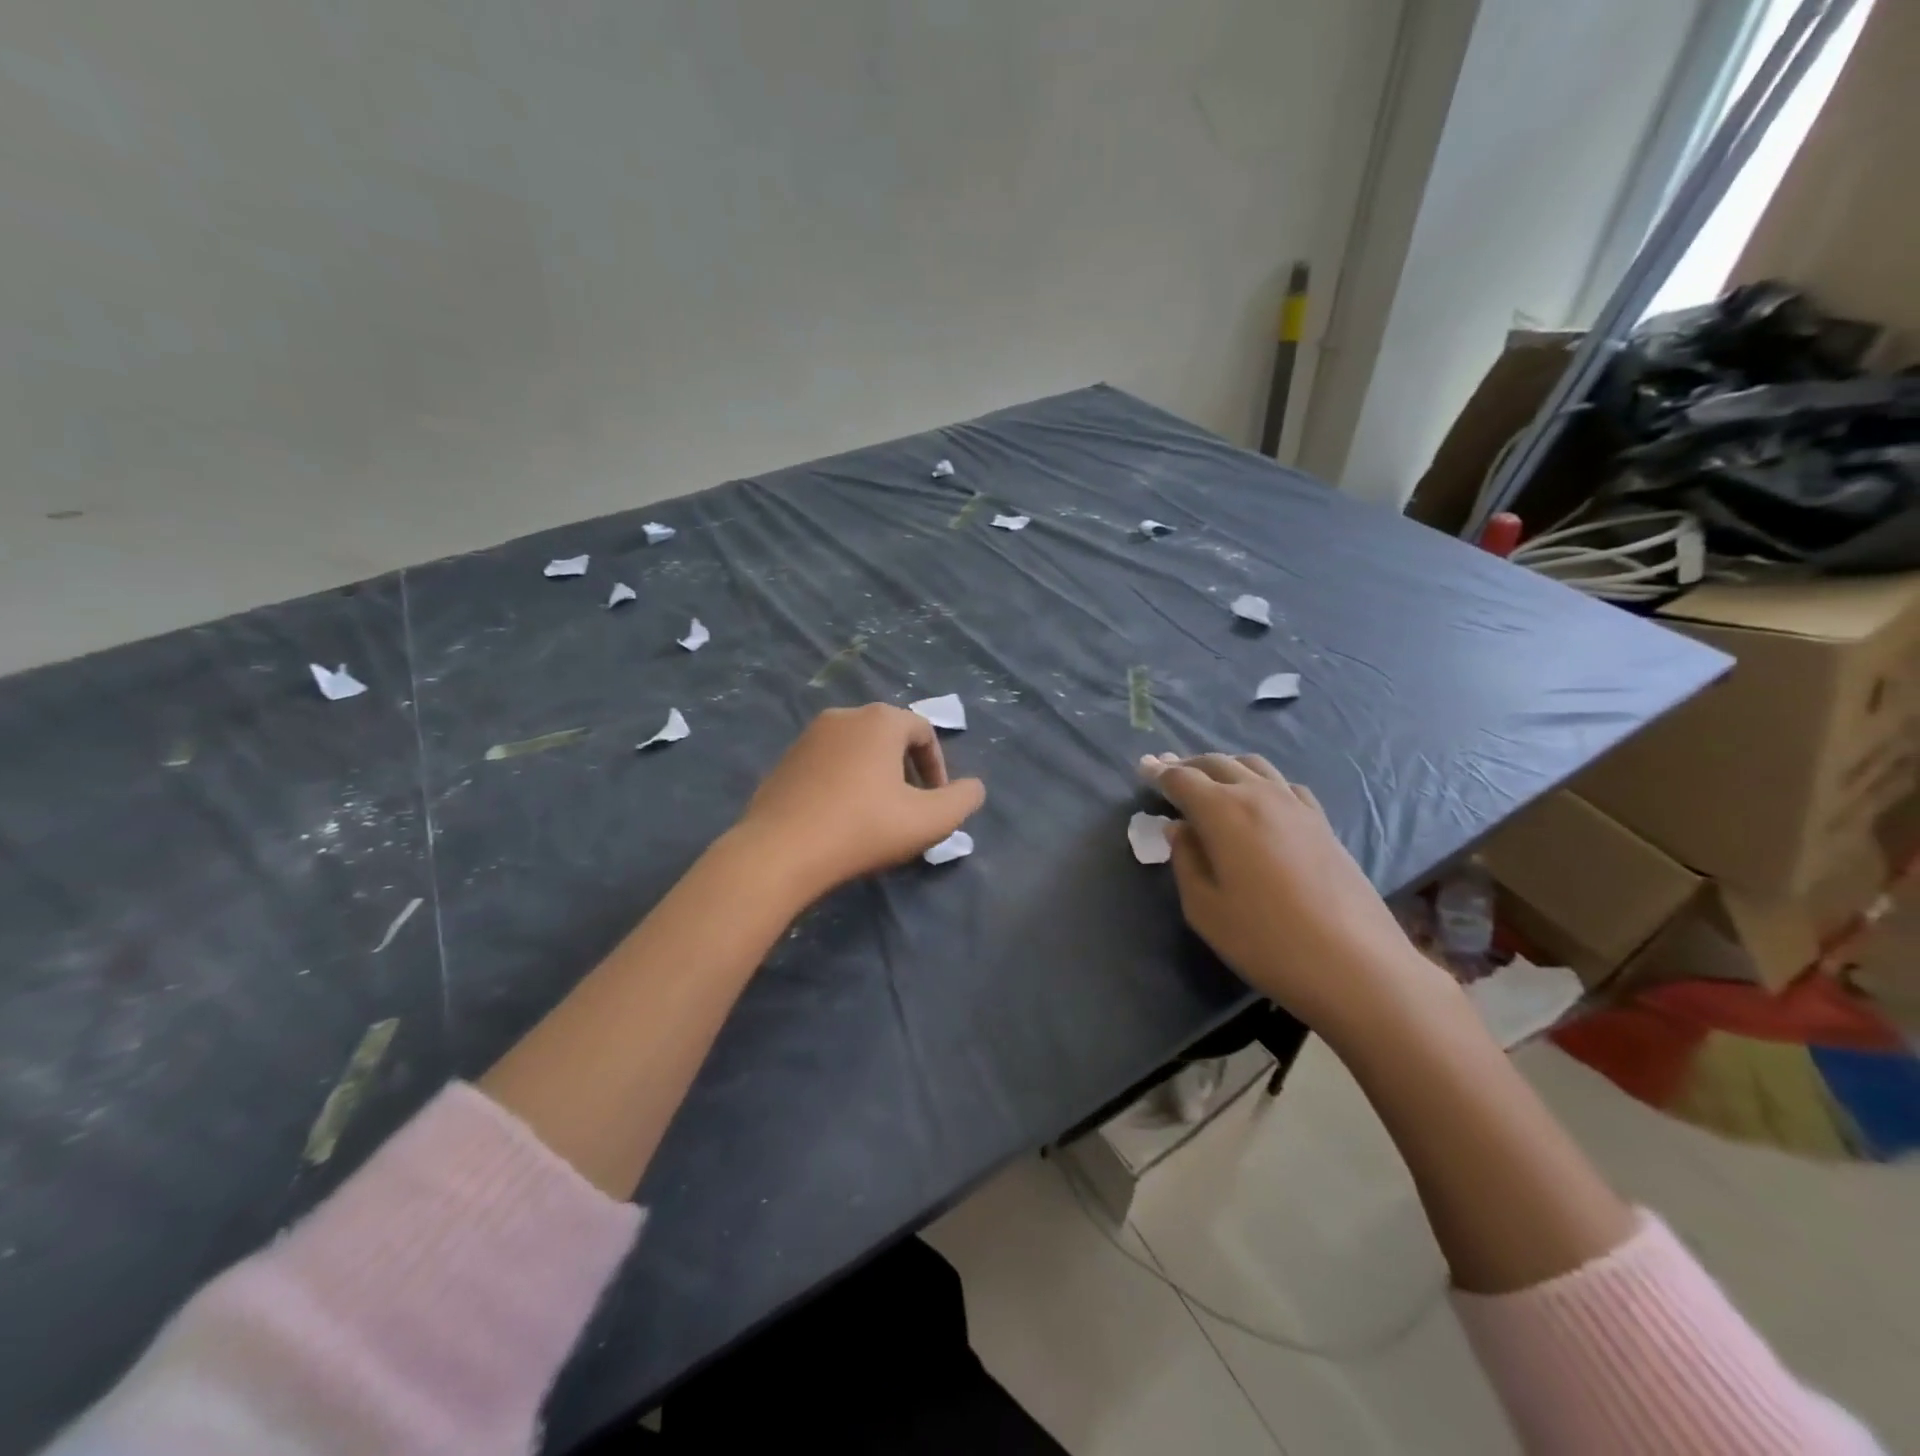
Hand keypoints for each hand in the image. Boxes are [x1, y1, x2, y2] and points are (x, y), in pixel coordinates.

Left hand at [739, 704, 985, 896]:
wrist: (779, 852)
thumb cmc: (863, 829)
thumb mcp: (929, 821)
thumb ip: (963, 800)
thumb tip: (973, 788)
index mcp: (880, 720)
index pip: (923, 731)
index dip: (938, 767)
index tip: (936, 802)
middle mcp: (843, 716)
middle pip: (889, 738)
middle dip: (906, 771)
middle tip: (909, 809)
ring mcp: (808, 737)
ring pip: (856, 751)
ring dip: (875, 777)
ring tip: (875, 816)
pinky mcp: (784, 761)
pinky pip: (827, 765)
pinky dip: (843, 784)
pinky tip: (839, 819)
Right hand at [1140, 752, 1439, 1034]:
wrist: (1356, 966)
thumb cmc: (1266, 941)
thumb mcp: (1204, 908)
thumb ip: (1185, 860)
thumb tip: (1179, 829)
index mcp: (1224, 812)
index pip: (1182, 779)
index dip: (1159, 772)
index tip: (1142, 766)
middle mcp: (1259, 795)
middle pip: (1217, 763)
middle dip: (1187, 764)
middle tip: (1166, 769)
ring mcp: (1296, 806)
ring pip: (1253, 766)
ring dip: (1223, 766)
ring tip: (1207, 779)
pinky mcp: (1321, 823)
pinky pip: (1283, 785)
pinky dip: (1259, 781)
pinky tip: (1258, 799)